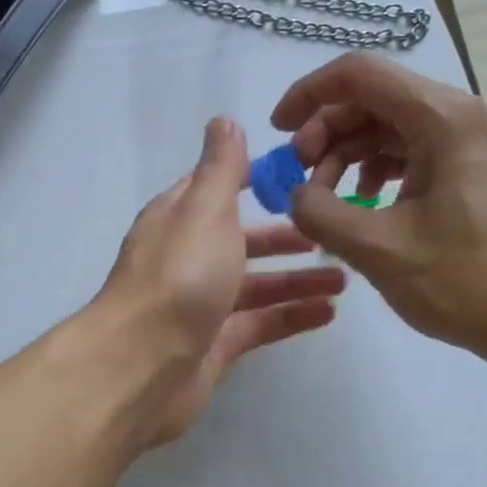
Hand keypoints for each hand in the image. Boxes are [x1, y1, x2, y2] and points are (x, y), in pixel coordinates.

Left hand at [89, 117, 345, 445]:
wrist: (142, 365)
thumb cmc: (179, 276)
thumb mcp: (204, 210)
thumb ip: (220, 168)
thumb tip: (223, 121)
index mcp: (177, 220)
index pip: (216, 190)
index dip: (253, 180)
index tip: (300, 177)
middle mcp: (185, 259)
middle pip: (240, 241)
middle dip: (283, 236)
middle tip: (331, 233)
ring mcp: (199, 305)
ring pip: (254, 286)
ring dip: (296, 279)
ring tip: (344, 278)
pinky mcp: (213, 346)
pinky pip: (258, 325)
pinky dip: (290, 316)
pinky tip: (328, 313)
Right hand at [270, 54, 486, 363]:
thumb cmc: (464, 282)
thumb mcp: (378, 249)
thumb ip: (320, 213)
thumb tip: (296, 195)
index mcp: (444, 119)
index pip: (360, 74)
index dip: (308, 95)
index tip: (278, 132)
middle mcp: (462, 117)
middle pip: (374, 99)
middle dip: (326, 132)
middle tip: (300, 178)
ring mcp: (472, 144)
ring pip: (390, 127)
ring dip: (348, 154)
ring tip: (326, 199)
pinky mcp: (474, 172)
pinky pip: (412, 153)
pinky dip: (376, 171)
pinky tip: (363, 204)